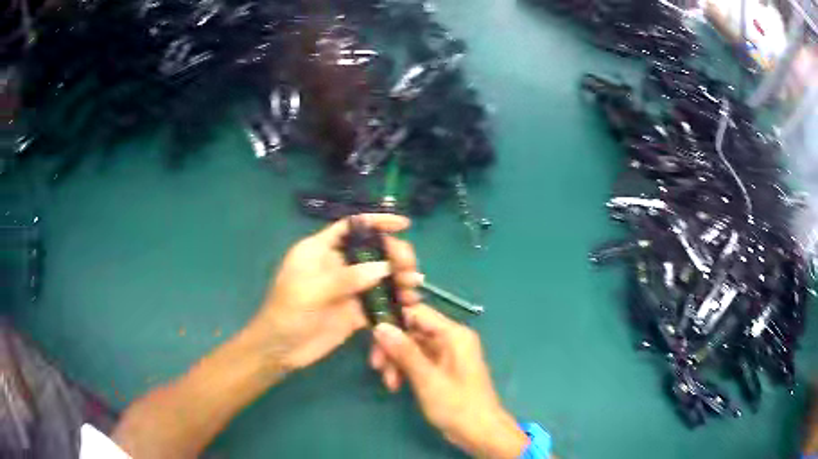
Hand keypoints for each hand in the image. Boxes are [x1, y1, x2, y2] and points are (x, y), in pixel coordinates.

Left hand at [250, 213, 423, 372]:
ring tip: (413, 287)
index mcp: (320, 250)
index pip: (352, 227)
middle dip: (394, 255)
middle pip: (372, 251)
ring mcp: (348, 289)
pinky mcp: (355, 311)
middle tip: (409, 269)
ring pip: (380, 277)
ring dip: (399, 279)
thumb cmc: (286, 313)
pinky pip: (380, 302)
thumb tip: (384, 267)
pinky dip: (395, 302)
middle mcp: (338, 266)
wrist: (280, 349)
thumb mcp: (310, 291)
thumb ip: (346, 278)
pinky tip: (410, 305)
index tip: (404, 224)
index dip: (377, 222)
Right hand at [371, 305, 528, 458]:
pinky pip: (418, 360)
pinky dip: (405, 370)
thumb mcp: (427, 379)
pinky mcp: (441, 369)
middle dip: (392, 347)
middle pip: (412, 330)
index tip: (372, 336)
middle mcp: (451, 339)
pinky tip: (395, 386)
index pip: (417, 312)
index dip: (393, 320)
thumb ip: (404, 351)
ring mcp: (446, 354)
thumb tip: (380, 326)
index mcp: (454, 334)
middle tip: (376, 366)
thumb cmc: (457, 405)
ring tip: (389, 383)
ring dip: (396, 361)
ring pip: (412, 347)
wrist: (479, 432)